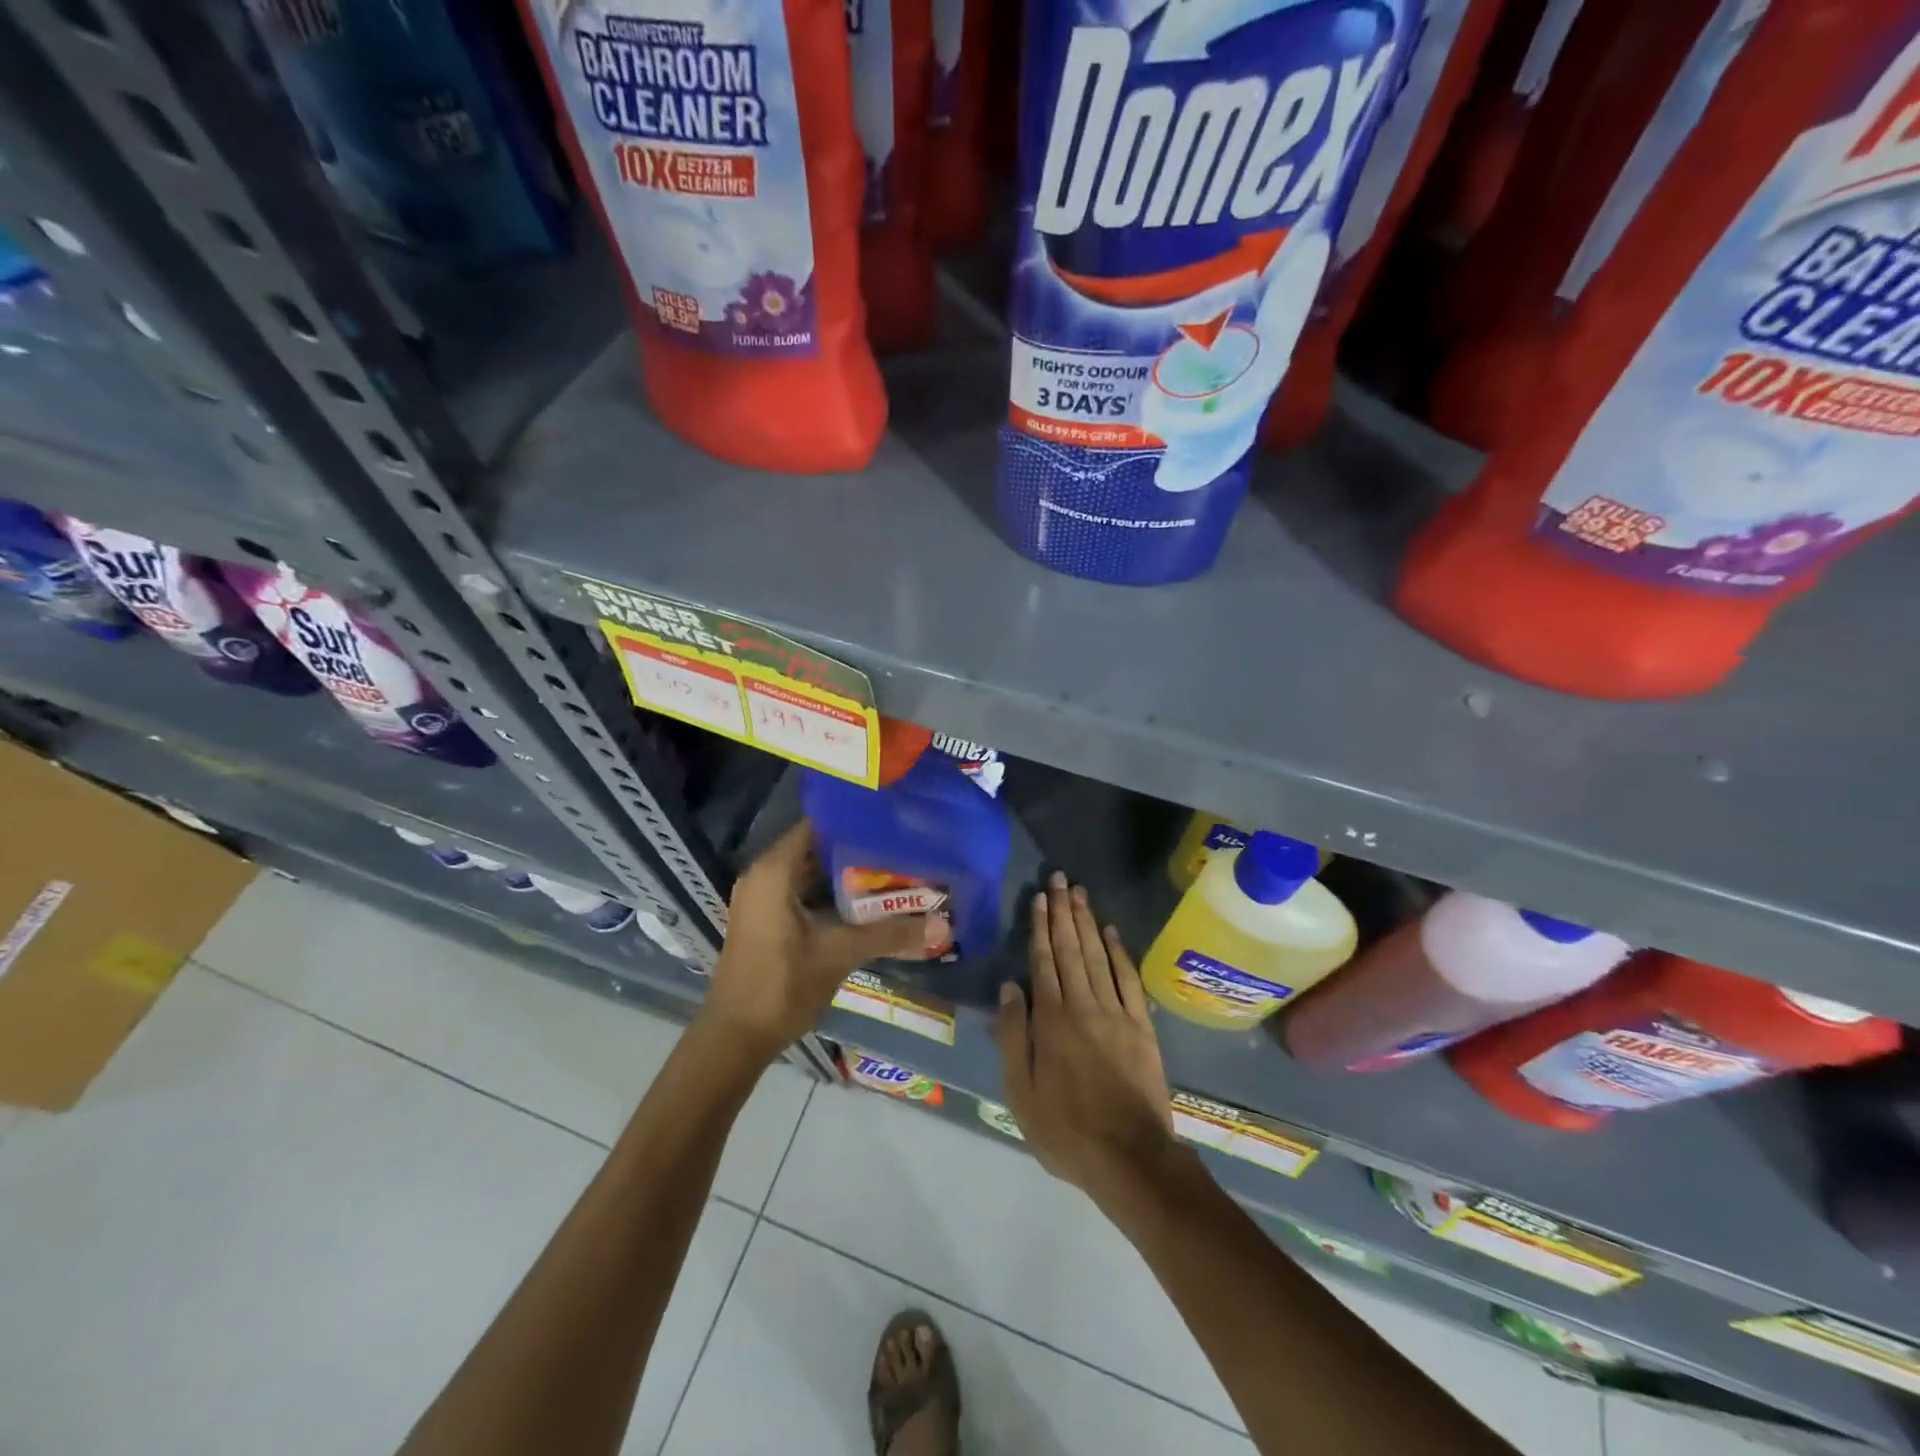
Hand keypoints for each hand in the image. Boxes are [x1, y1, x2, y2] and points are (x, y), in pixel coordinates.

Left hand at [701, 823, 947, 1062]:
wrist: (736, 1039)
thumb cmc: (782, 986)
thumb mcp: (840, 954)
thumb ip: (891, 934)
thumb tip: (945, 925)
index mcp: (774, 871)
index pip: (818, 824)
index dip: (854, 819)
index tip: (892, 820)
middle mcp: (764, 875)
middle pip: (816, 848)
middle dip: (859, 849)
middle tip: (903, 847)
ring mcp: (762, 899)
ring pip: (811, 873)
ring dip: (848, 875)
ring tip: (895, 870)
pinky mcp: (766, 920)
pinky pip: (803, 893)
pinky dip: (832, 895)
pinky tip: (868, 904)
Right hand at [996, 872, 1177, 1207]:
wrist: (1131, 1159)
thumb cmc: (1066, 1131)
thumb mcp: (1021, 1093)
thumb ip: (1014, 1037)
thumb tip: (1009, 987)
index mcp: (1052, 1021)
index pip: (1044, 961)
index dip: (1041, 927)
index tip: (1039, 898)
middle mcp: (1084, 1006)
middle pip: (1071, 949)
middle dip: (1064, 911)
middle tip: (1060, 878)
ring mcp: (1117, 1013)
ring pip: (1098, 956)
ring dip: (1088, 921)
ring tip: (1080, 892)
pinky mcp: (1142, 1026)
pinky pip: (1129, 979)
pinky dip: (1120, 952)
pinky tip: (1112, 932)